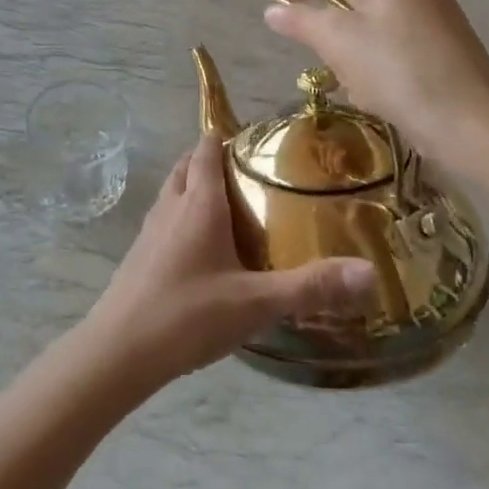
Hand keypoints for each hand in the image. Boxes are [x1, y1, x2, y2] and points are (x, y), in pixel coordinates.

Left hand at [85, 135, 375, 387]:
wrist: (118, 351)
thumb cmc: (187, 315)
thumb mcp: (256, 303)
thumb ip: (311, 287)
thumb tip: (370, 273)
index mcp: (198, 203)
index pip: (206, 148)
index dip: (227, 136)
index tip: (256, 140)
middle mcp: (170, 206)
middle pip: (187, 165)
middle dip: (211, 159)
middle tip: (249, 172)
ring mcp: (150, 231)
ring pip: (173, 192)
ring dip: (195, 187)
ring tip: (229, 205)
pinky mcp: (139, 256)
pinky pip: (165, 220)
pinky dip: (183, 216)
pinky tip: (203, 249)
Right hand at [262, 0, 488, 167]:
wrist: (468, 119)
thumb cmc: (395, 69)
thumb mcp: (337, 42)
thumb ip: (300, 21)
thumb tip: (271, 12)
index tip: (274, 10)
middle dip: (328, 22)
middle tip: (313, 53)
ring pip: (370, 15)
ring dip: (351, 45)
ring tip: (348, 78)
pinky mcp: (444, 30)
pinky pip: (394, 33)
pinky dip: (375, 54)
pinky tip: (374, 87)